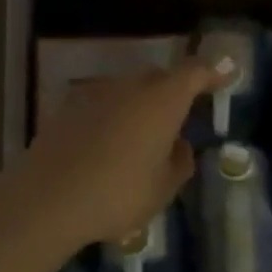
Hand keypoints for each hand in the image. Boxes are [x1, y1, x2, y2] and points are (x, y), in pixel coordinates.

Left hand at [20, 62, 220, 251]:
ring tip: (141, 138)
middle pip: (157, 77)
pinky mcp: (66, 109)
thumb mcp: (163, 188)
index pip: (193, 72)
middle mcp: (130, 87)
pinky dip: (111, 117)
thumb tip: (177, 144)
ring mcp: (94, 94)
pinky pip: (101, 105)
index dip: (211, 72)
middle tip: (179, 117)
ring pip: (126, 90)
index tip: (225, 74)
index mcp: (162, 100)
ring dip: (139, 105)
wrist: (47, 199)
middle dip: (172, 91)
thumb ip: (179, 161)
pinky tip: (107, 146)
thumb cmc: (118, 194)